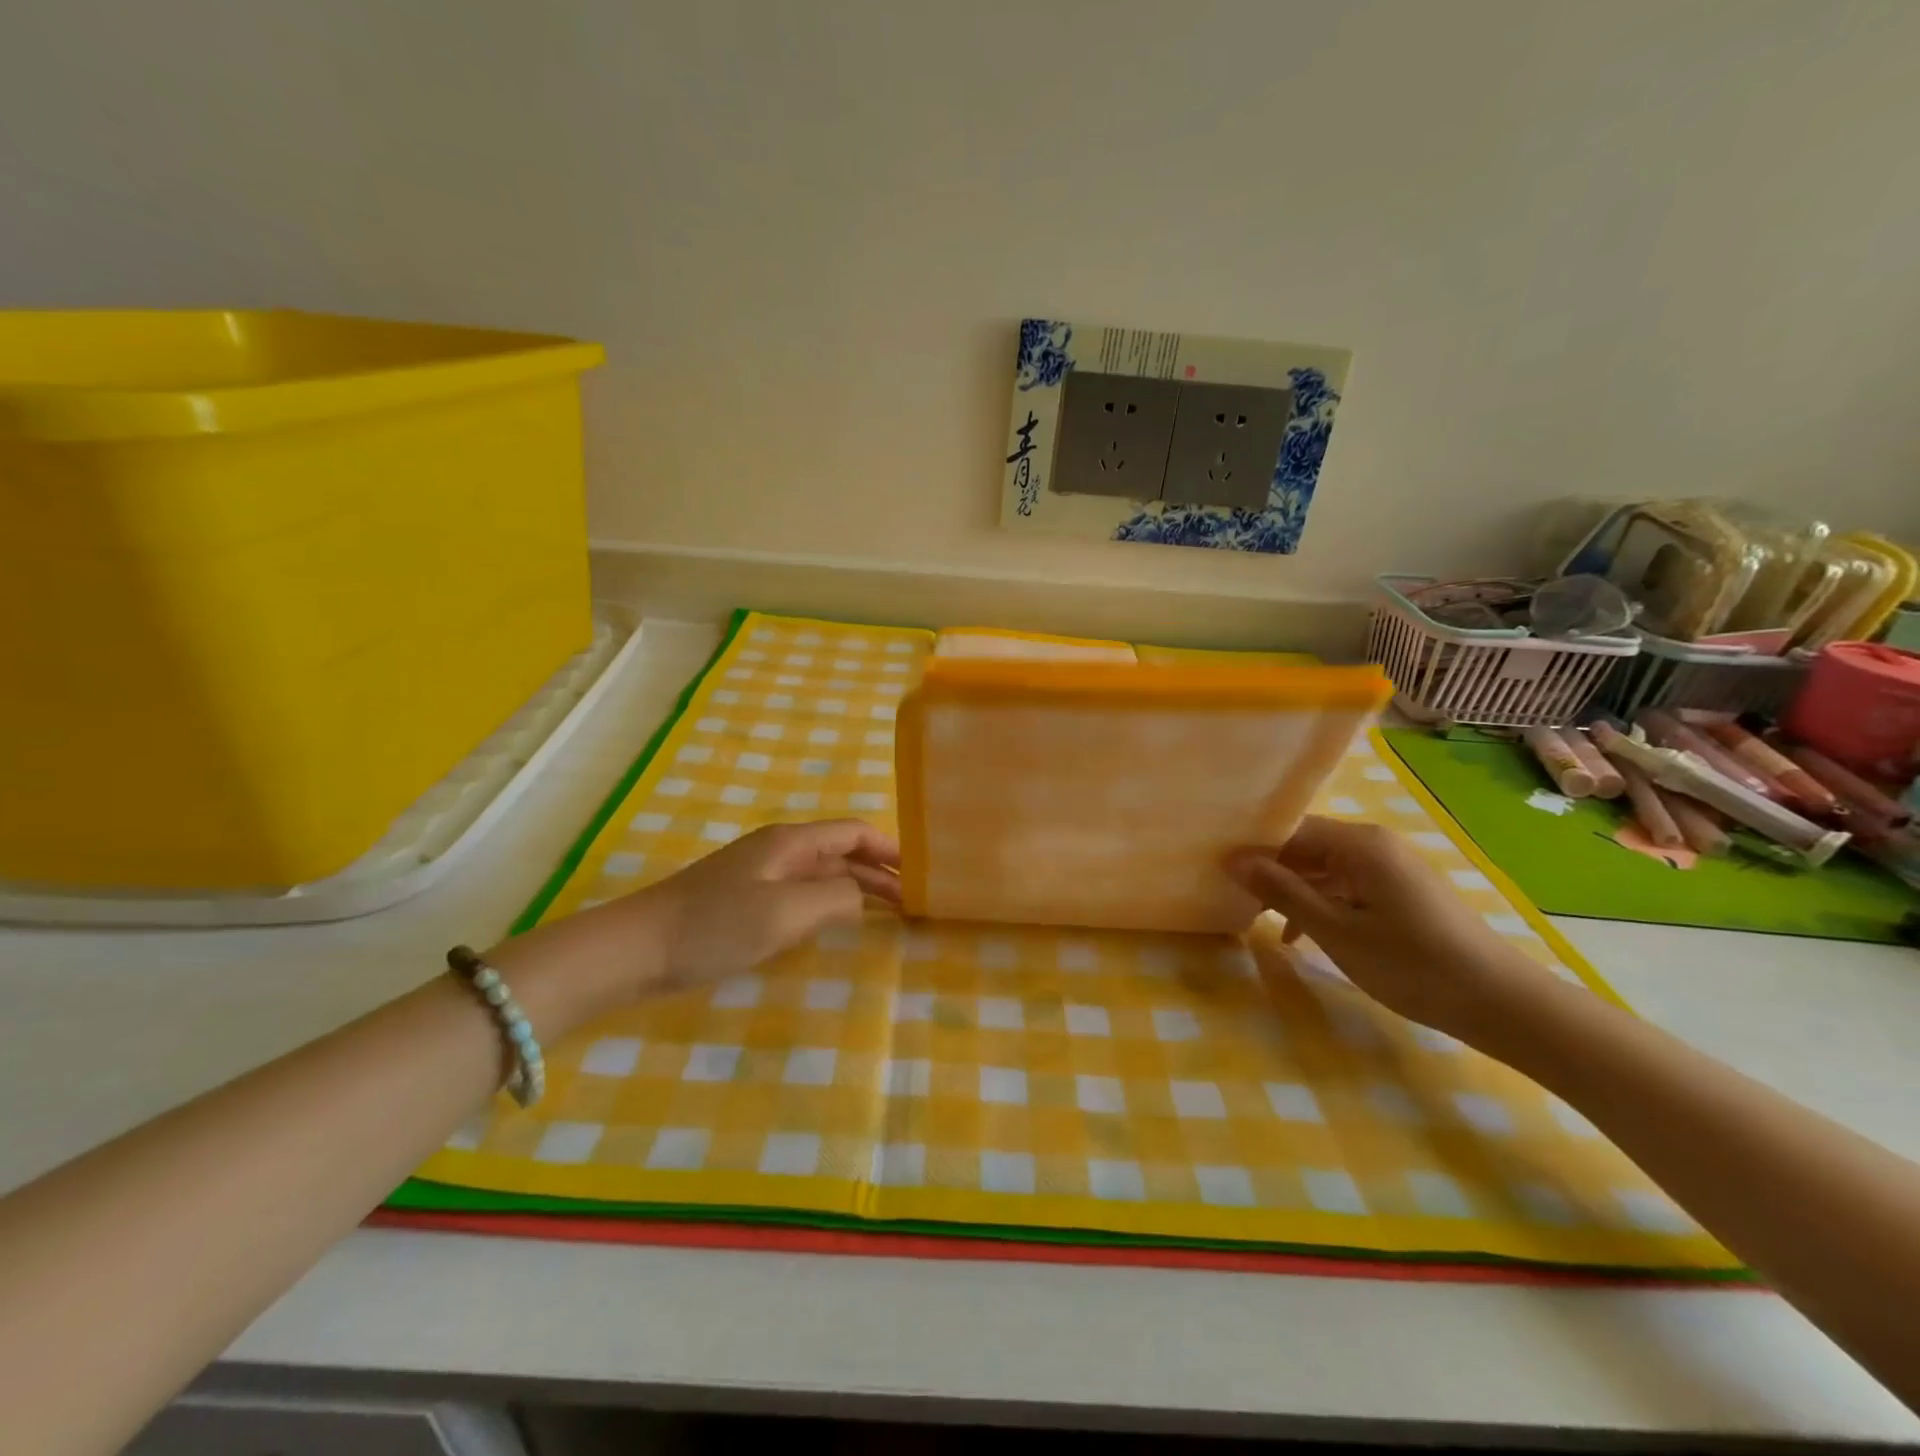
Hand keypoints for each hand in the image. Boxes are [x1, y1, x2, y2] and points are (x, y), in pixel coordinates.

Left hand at [629, 819, 899, 990]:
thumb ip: (835, 899)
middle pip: (841, 854)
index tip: (920, 874)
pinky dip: (828, 905)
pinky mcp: (743, 902)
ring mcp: (759, 876)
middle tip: (912, 903)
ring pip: (821, 875)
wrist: (636, 949)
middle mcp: (779, 851)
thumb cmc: (714, 925)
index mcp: (790, 842)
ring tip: (887, 914)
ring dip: (855, 890)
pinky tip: (835, 925)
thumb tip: (862, 897)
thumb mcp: (785, 911)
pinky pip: (800, 895)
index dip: (889, 848)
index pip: (853, 833)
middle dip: (878, 873)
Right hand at [1226, 816, 1542, 1040]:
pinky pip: (1347, 885)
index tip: (1220, 871)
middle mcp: (1376, 844)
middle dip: (1271, 871)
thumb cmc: (1411, 964)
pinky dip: (1322, 903)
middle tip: (1232, 895)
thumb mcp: (1336, 930)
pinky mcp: (1402, 891)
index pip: (1290, 829)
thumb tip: (1233, 859)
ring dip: (1294, 891)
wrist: (1501, 1003)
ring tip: (1259, 918)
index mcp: (1360, 844)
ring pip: (1325, 868)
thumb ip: (1283, 891)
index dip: (1253, 849)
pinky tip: (1301, 934)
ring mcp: (1392, 867)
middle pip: (1307, 846)